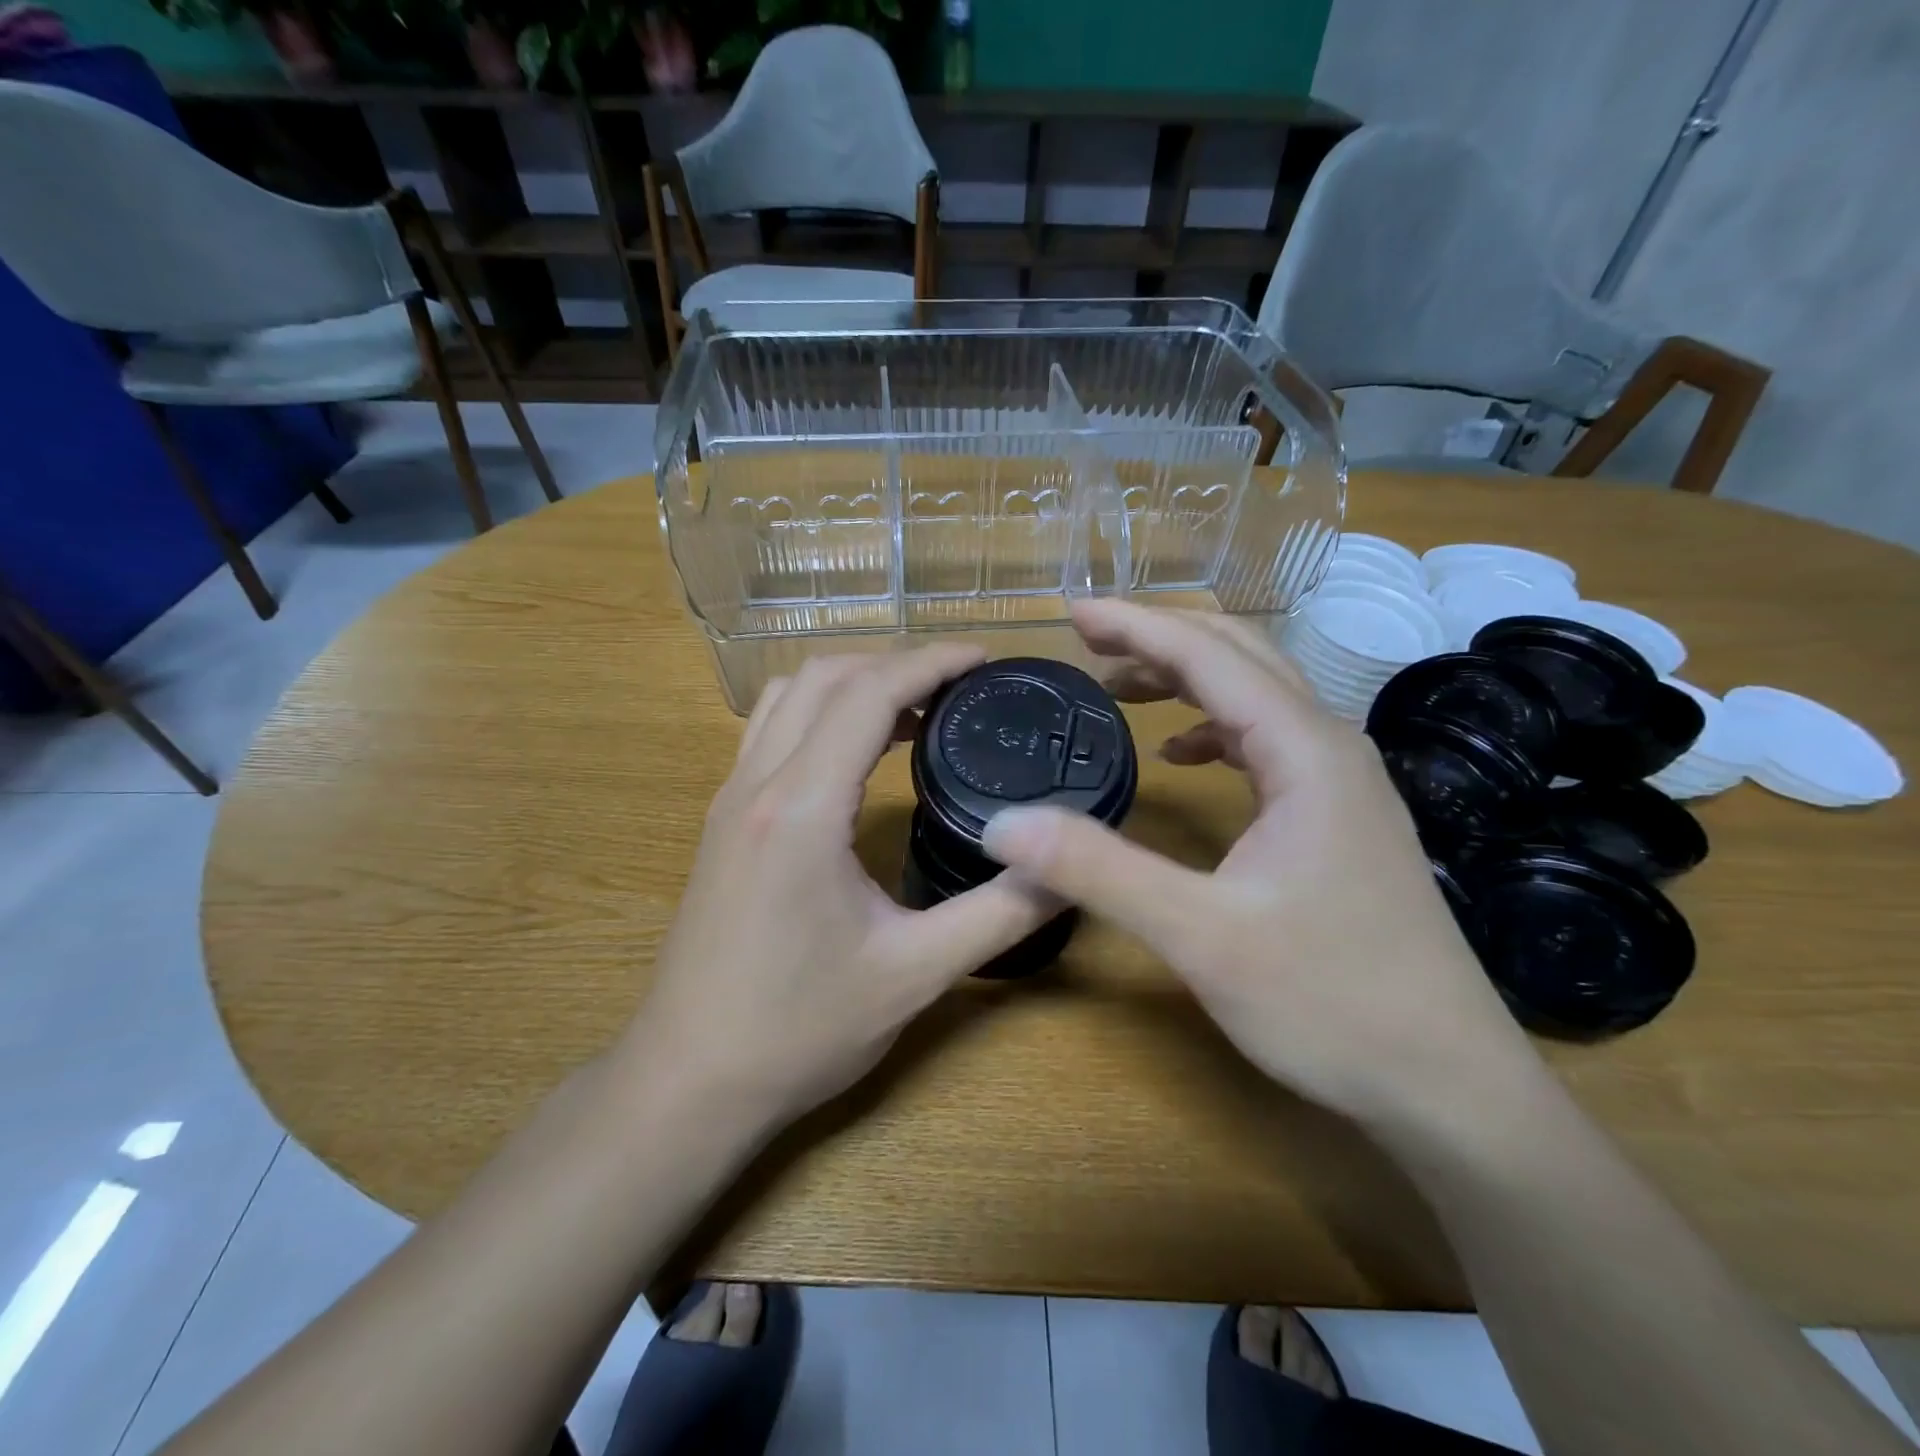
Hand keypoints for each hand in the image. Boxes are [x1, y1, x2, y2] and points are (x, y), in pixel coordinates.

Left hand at [623, 646, 1053, 1131]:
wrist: (689, 1081)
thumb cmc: (799, 1030)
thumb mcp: (915, 973)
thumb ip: (1000, 912)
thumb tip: (1069, 866)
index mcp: (802, 808)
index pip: (869, 694)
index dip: (932, 662)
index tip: (986, 658)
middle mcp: (757, 784)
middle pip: (826, 677)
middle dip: (897, 663)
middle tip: (960, 687)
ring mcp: (729, 799)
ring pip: (789, 696)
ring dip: (853, 683)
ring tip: (916, 712)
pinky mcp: (722, 821)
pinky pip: (771, 730)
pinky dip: (820, 713)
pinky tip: (857, 753)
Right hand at [980, 600, 1541, 1126]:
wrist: (1448, 1083)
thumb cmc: (1332, 1002)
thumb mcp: (1201, 936)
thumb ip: (1098, 872)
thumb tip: (1004, 826)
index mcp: (1306, 751)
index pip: (1210, 656)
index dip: (1136, 625)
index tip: (1071, 613)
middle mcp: (1330, 748)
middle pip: (1240, 656)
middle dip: (1159, 637)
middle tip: (1087, 639)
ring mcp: (1341, 784)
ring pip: (1256, 696)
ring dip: (1187, 677)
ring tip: (1120, 686)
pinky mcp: (1337, 818)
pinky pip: (1268, 743)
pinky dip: (1215, 728)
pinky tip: (1183, 755)